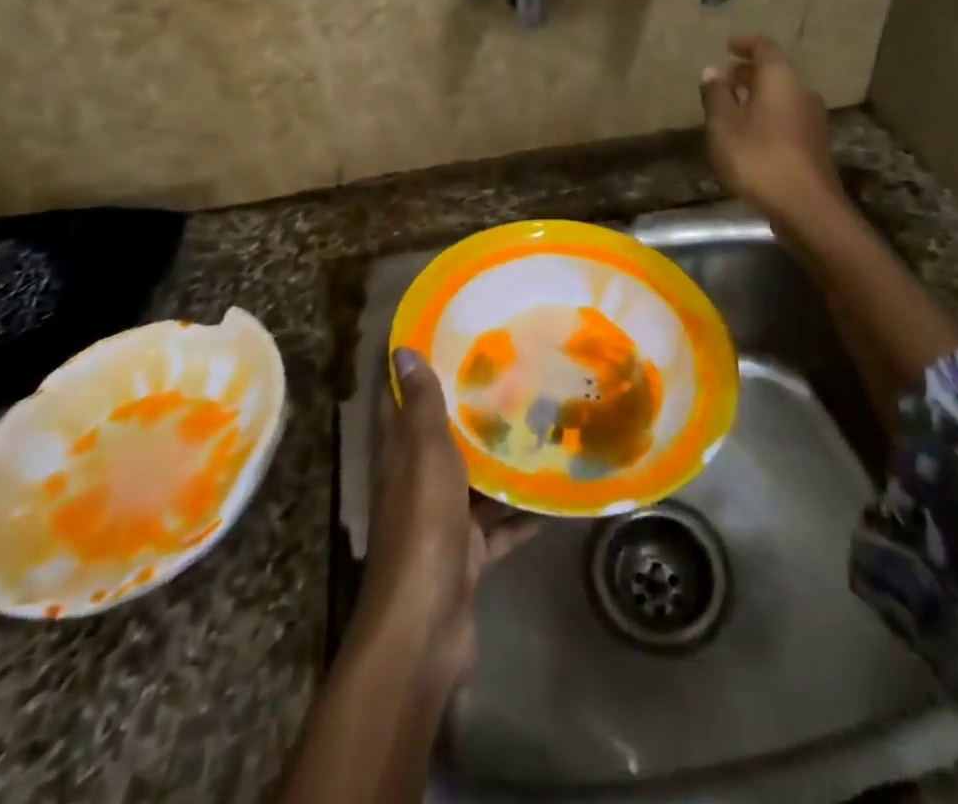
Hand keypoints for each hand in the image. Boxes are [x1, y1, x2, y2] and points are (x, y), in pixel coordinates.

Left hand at [354, 348, 534, 690]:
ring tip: (545, 422)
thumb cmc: (422, 523)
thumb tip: (401, 349)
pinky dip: (525, 512)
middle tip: (514, 371)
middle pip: (442, 435)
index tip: (448, 332)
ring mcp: (443, 518)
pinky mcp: (468, 551)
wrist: (425, 625)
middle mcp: (416, 480)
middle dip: (472, 407)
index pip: (399, 397)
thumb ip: (421, 405)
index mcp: (398, 452)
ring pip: (475, 478)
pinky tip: (558, 493)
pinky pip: (501, 523)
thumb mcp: (424, 452)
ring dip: (503, 459)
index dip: (414, 365)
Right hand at [699, 35, 846, 229]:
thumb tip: (711, 71)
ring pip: (782, 96)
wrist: (806, 207)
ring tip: (732, 110)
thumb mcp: (723, 127)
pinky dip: (767, 116)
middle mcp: (802, 92)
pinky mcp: (814, 144)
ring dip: (757, 97)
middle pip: (774, 72)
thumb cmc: (758, 159)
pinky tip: (750, 136)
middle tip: (723, 82)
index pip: (763, 48)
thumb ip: (716, 96)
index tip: (727, 46)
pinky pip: (787, 117)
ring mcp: (813, 119)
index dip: (744, 44)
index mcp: (780, 79)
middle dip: (748, 73)